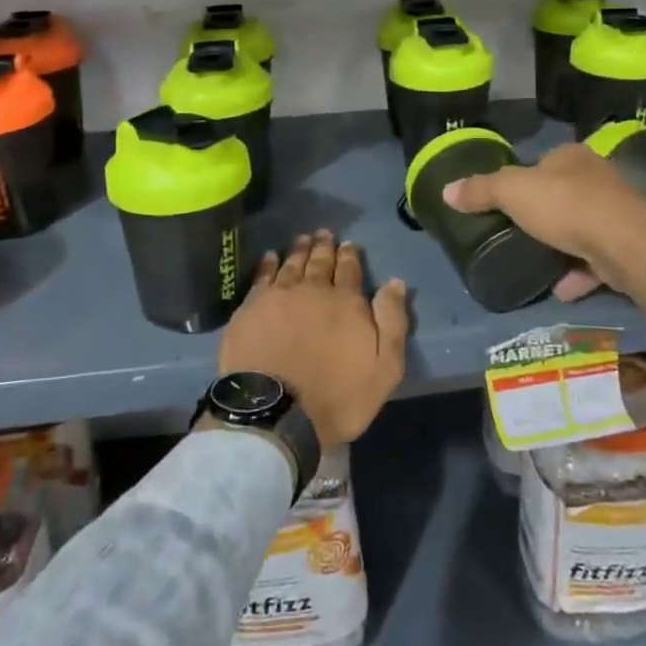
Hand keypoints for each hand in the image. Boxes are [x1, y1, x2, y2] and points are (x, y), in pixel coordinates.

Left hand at [218, 231, 410, 446]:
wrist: (276, 412)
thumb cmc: (337, 396)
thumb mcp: (384, 367)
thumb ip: (392, 322)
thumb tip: (395, 282)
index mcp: (346, 303)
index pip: (350, 270)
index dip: (350, 256)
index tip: (348, 244)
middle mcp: (313, 290)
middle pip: (319, 262)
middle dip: (324, 246)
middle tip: (324, 232)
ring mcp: (278, 297)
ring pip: (291, 264)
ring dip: (298, 250)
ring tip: (302, 238)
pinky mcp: (250, 309)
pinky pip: (262, 277)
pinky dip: (268, 264)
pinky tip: (270, 256)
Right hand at [442, 143, 645, 306]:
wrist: (626, 243)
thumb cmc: (565, 206)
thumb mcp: (512, 193)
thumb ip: (481, 190)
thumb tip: (446, 190)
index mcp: (571, 156)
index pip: (542, 162)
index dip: (523, 180)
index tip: (506, 203)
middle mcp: (598, 177)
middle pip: (564, 194)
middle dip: (544, 214)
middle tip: (518, 234)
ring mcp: (617, 212)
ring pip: (582, 227)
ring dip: (562, 246)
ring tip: (536, 264)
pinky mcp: (629, 245)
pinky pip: (597, 259)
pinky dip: (578, 273)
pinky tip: (561, 289)